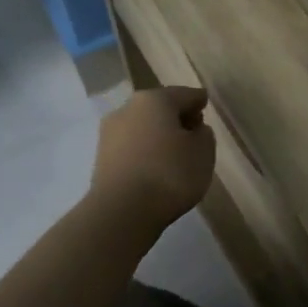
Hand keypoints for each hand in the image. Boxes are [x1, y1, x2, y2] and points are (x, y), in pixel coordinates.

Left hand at [89, 86, 216, 231]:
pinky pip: (132, 147)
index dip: (199, 100)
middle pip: (160, 108)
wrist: (122, 212)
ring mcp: (110, 133)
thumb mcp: (203, 152)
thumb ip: (204, 135)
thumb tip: (193, 130)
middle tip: (194, 131)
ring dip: (159, 135)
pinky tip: (156, 167)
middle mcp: (128, 108)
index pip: (185, 94)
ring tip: (176, 154)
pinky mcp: (101, 158)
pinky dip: (145, 152)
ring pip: (143, 127)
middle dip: (177, 117)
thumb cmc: (170, 174)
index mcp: (155, 100)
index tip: (206, 105)